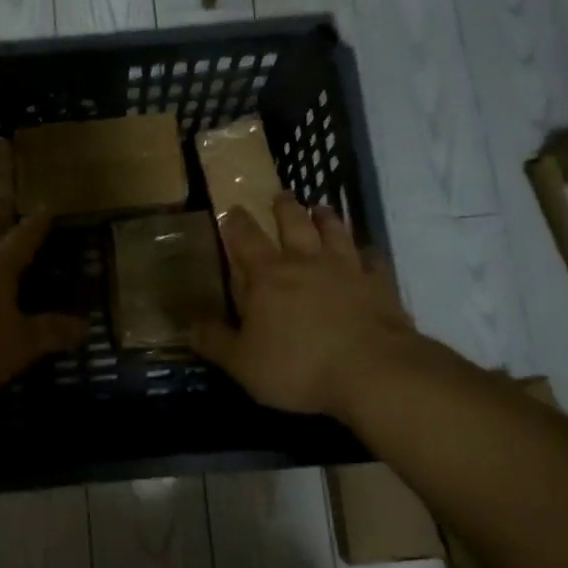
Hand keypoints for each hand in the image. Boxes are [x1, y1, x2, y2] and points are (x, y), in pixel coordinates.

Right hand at [189, 195, 437, 418]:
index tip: (232, 209)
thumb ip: (215, 342)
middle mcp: (306, 261)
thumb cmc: (298, 367)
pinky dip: (368, 252)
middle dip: (284, 207)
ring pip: (334, 232)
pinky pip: (374, 259)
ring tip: (320, 208)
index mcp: (268, 275)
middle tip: (280, 195)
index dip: (236, 222)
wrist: (372, 372)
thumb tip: (188, 326)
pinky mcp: (380, 284)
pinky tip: (367, 252)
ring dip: (326, 217)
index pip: (246, 238)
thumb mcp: (243, 363)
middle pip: (293, 223)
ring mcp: (347, 269)